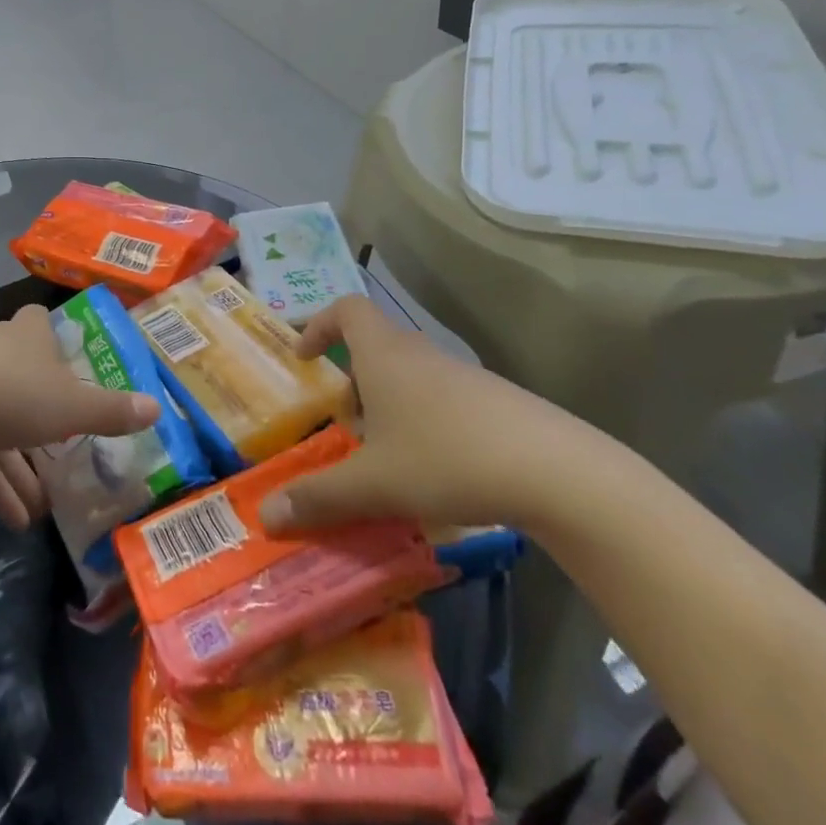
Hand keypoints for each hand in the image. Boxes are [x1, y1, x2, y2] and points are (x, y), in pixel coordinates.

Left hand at [0, 304, 159, 530]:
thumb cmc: (8, 390)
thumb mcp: (71, 406)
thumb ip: (111, 411)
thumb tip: (157, 407)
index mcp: (27, 338)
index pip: (38, 322)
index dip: (51, 338)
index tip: (66, 361)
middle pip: (21, 381)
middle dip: (41, 421)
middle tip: (65, 457)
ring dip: (18, 467)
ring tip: (40, 511)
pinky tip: (11, 519)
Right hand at [260, 295, 569, 535]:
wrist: (559, 474)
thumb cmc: (447, 459)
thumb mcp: (373, 484)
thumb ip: (318, 496)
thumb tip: (265, 515)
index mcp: (385, 354)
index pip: (346, 309)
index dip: (319, 324)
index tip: (306, 358)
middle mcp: (422, 354)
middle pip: (376, 346)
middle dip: (353, 381)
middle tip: (345, 425)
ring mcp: (464, 376)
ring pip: (411, 376)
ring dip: (390, 406)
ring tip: (387, 457)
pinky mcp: (497, 402)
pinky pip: (444, 399)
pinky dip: (425, 422)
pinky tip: (436, 471)